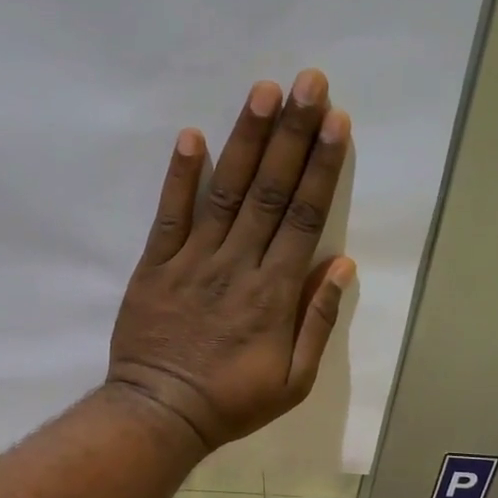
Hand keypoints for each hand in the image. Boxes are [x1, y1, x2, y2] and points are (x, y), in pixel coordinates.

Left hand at [107, 69, 354, 451]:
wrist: (160, 414)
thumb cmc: (231, 402)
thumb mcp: (294, 381)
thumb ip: (317, 321)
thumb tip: (342, 264)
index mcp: (274, 293)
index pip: (304, 217)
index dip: (322, 167)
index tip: (337, 122)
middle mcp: (237, 266)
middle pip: (270, 191)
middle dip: (292, 134)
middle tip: (309, 83)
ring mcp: (192, 262)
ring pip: (225, 193)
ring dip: (245, 140)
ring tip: (262, 92)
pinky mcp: (155, 267)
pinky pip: (169, 216)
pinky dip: (179, 177)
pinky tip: (191, 137)